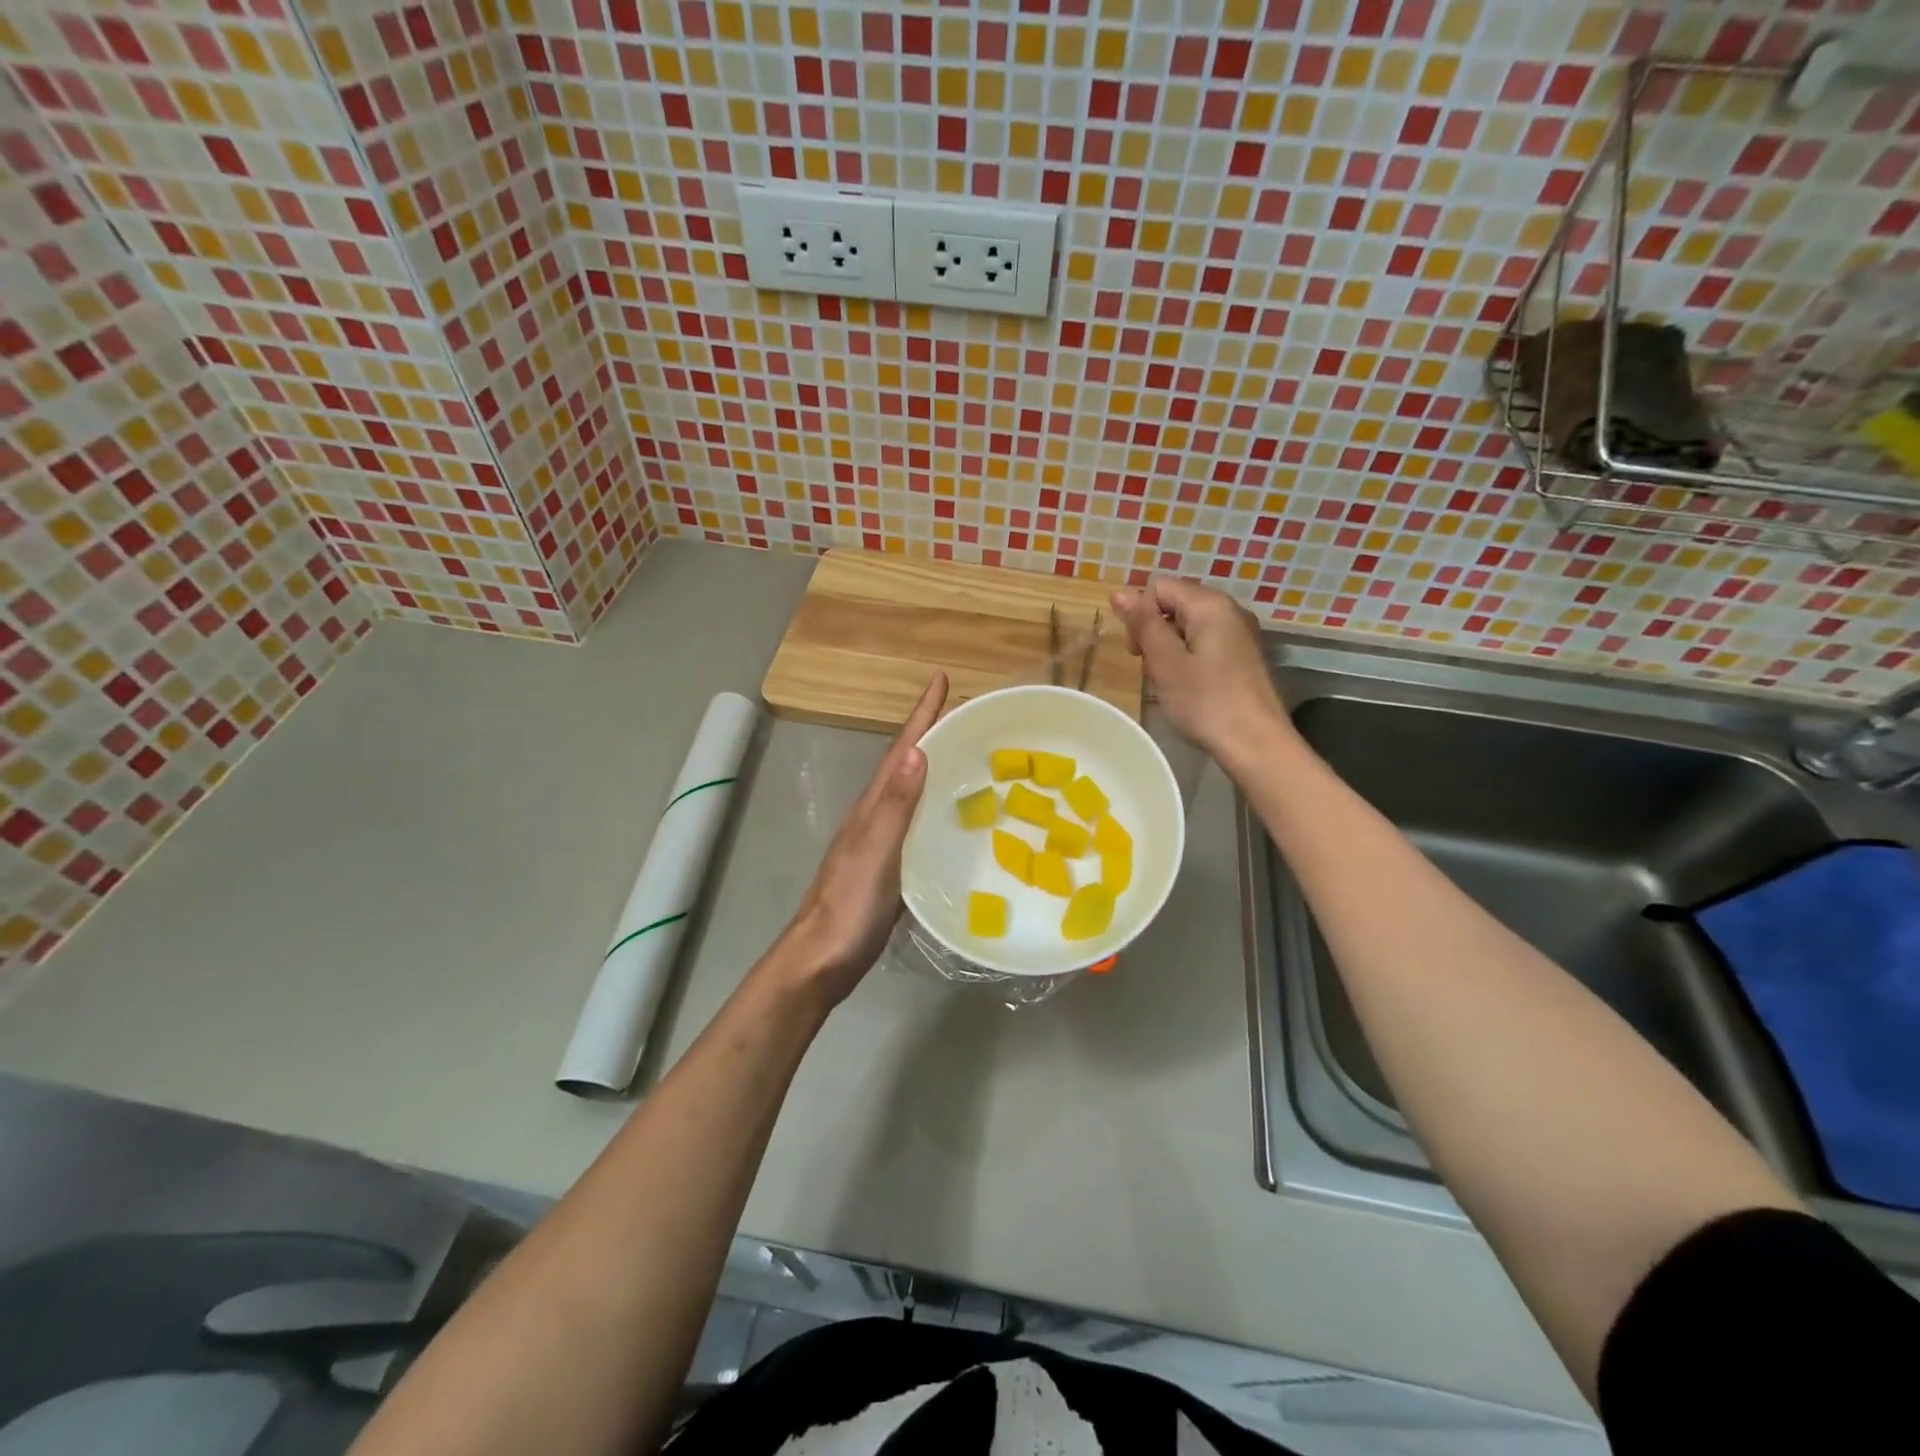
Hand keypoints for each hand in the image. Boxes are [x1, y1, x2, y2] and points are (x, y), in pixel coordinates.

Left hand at [775, 671, 949, 1003]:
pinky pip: (919, 826)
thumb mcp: (874, 853)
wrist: (821, 961)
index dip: (921, 715)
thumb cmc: (848, 907)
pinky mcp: (890, 869)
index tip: (941, 680)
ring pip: (913, 795)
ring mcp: (881, 844)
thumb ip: (894, 806)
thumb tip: (918, 751)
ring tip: (969, 756)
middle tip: (967, 713)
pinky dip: (937, 811)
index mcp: (871, 807)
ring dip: (936, 769)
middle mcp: (875, 818)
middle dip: (932, 734)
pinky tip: (955, 820)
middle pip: (907, 765)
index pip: (901, 751)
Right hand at [1110, 578, 1288, 760]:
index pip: (1159, 588)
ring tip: (1170, 681)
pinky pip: (1205, 643)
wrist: (1256, 744)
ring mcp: (1240, 634)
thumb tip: (1119, 593)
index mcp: (1210, 605)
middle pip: (1175, 604)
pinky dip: (1188, 658)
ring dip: (1169, 648)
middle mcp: (1229, 610)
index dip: (1139, 615)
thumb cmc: (1205, 702)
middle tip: (1152, 669)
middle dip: (1154, 631)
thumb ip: (1143, 624)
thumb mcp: (1166, 662)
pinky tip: (1189, 686)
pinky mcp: (1243, 656)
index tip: (1137, 652)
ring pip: (1189, 626)